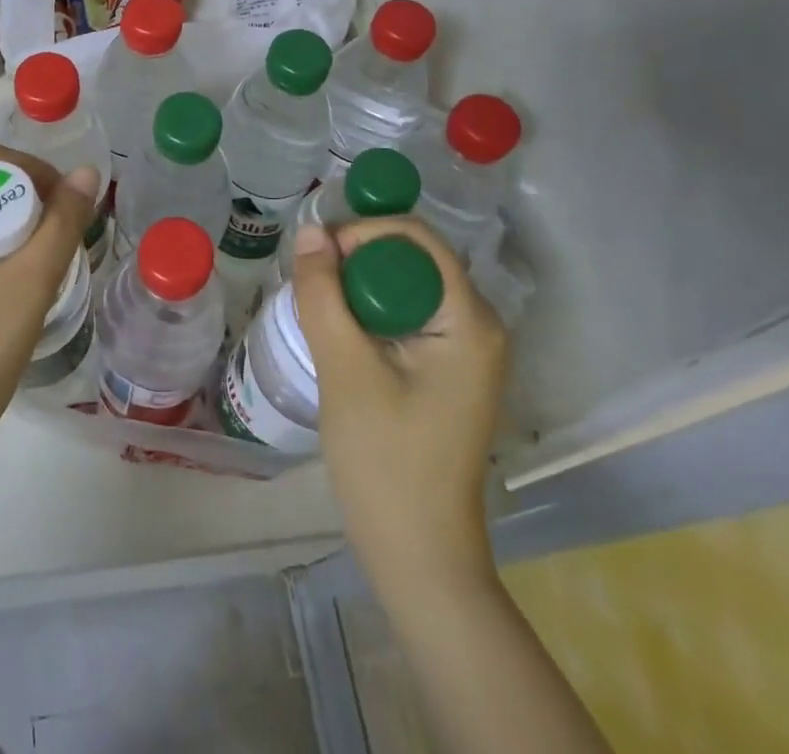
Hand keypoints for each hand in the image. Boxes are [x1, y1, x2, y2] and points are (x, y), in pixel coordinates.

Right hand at [291, 216, 507, 594]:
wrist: (418, 557)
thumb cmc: (386, 462)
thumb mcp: (345, 370)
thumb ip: (324, 294)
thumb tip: (309, 230)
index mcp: (470, 321)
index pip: (416, 239)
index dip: (363, 233)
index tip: (317, 256)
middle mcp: (479, 326)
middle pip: (411, 260)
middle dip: (356, 260)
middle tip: (309, 282)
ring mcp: (466, 350)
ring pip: (404, 288)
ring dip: (358, 288)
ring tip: (316, 305)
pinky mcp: (449, 371)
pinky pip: (406, 317)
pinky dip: (369, 314)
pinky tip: (338, 334)